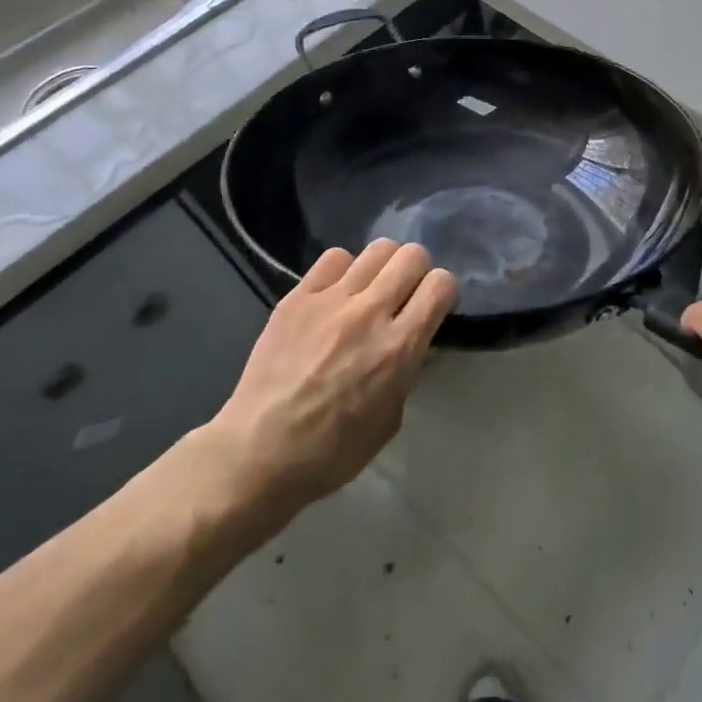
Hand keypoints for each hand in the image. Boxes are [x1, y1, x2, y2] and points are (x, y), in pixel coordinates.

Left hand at [199, 240, 455, 526]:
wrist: (257, 453)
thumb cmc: (331, 451)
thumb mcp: (390, 419)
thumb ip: (409, 371)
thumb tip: (419, 341)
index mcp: (398, 348)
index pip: (441, 284)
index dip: (444, 291)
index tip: (435, 306)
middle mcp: (370, 313)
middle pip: (412, 255)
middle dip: (418, 271)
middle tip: (405, 294)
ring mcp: (331, 300)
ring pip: (378, 248)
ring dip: (384, 266)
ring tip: (372, 289)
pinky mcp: (298, 297)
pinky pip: (334, 257)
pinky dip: (344, 269)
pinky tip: (336, 293)